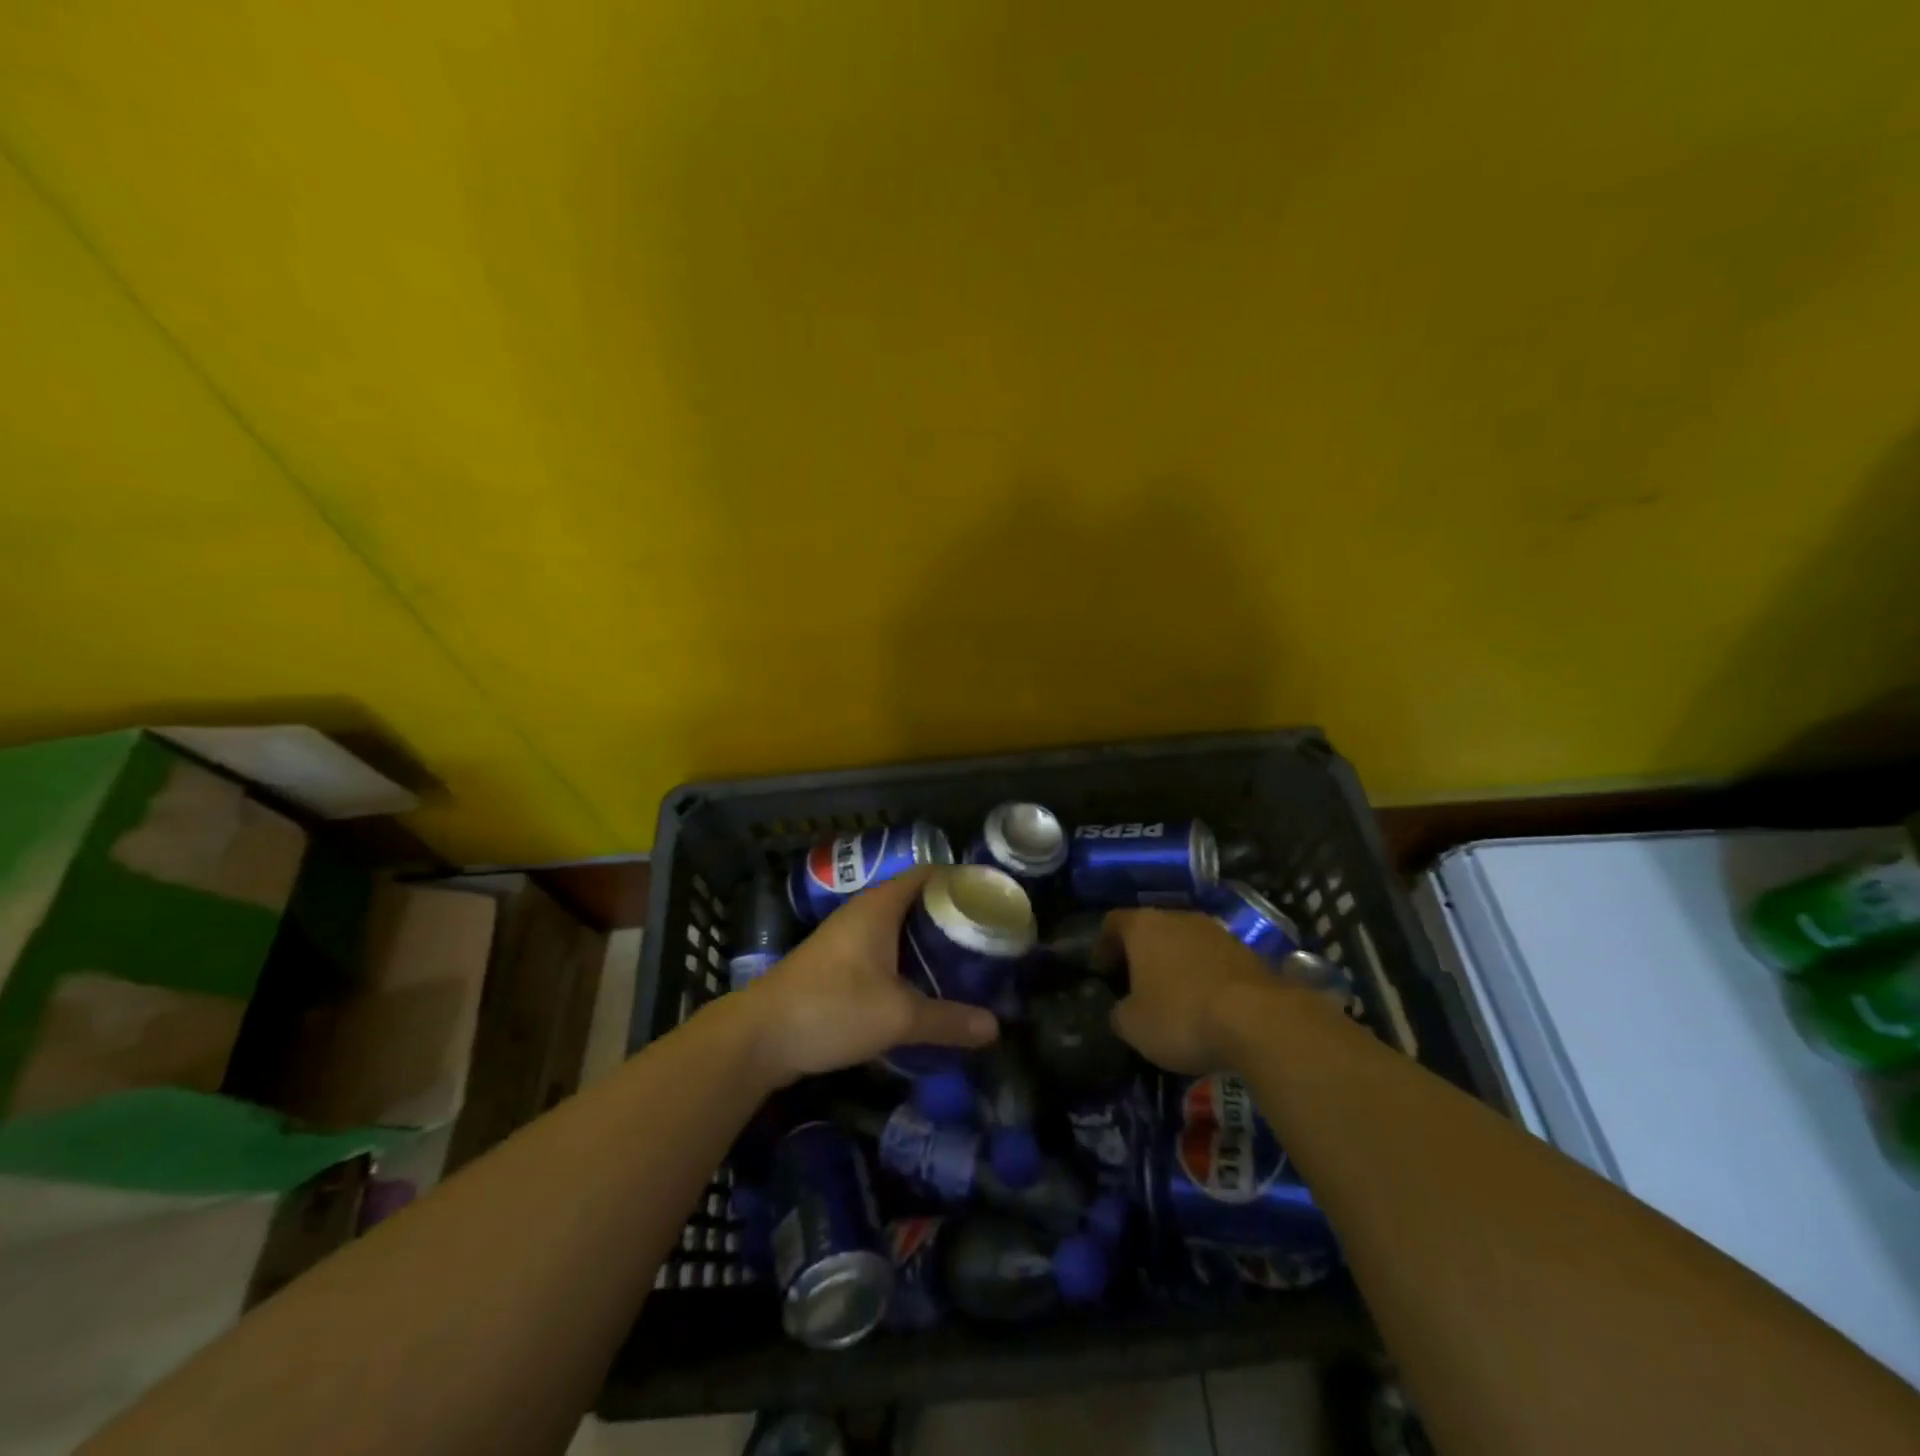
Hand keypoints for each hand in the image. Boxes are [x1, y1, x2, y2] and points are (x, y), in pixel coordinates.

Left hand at [739, 867, 998, 1084]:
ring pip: (897, 928)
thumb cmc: (831, 1008)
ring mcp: (845, 938)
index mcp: (879, 906)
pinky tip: (923, 986)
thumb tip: (995, 1028)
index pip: (928, 874)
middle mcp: (862, 913)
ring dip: (927, 942)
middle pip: (915, 901)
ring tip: (963, 961)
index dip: (960, 881)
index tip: (992, 900)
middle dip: (949, 916)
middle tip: (985, 937)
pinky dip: (906, 961)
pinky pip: (881, 951)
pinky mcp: (835, 965)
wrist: (758, 1037)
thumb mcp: (898, 1016)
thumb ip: (948, 1020)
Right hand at [1097, 908, 1280, 1073]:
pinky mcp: (1248, 952)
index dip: (1102, 946)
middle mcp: (1179, 917)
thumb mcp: (1133, 1026)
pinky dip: (1204, 977)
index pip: (1112, 922)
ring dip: (1175, 964)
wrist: (1259, 1021)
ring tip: (1172, 996)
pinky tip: (1206, 1005)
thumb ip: (1119, 1013)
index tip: (1101, 971)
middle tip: (1133, 984)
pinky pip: (1213, 960)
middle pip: (1151, 929)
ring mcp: (1217, 932)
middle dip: (1141, 954)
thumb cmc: (1181, 1015)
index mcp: (1144, 925)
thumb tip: (1121, 1011)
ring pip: (1185, 942)